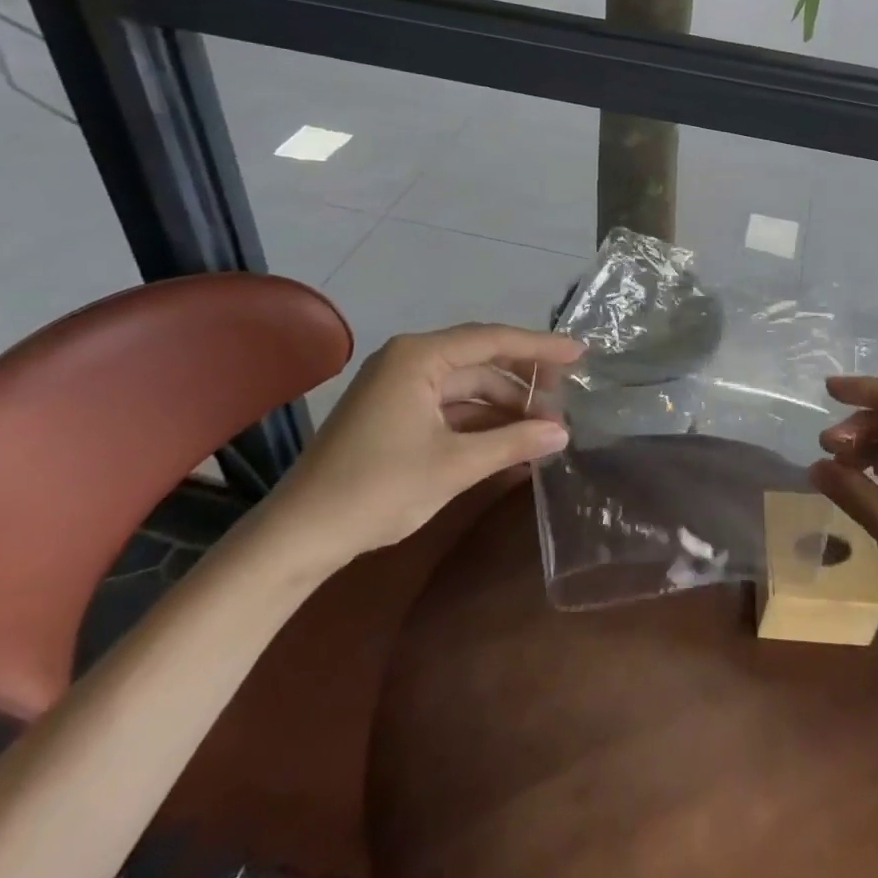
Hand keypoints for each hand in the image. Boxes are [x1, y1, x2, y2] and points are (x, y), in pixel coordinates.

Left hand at [257, 323, 580, 572]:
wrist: (298, 537)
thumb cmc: (377, 489)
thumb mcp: (454, 465)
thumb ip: (513, 443)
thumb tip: (564, 433)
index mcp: (418, 356)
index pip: (492, 340)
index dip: (540, 347)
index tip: (580, 354)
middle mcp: (408, 360)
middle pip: (480, 359)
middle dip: (524, 380)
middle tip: (566, 397)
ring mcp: (398, 386)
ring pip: (465, 385)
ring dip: (503, 405)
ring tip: (543, 428)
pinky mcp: (392, 413)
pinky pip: (447, 406)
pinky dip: (478, 421)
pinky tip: (508, 441)